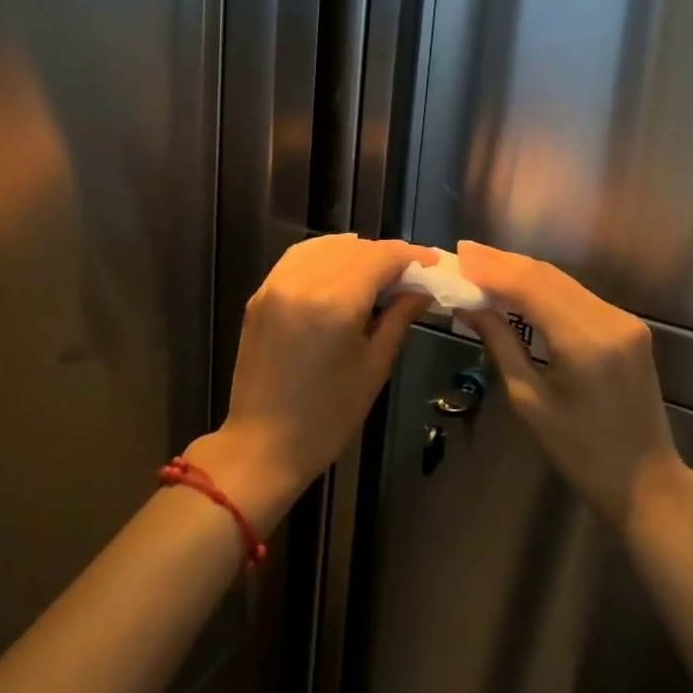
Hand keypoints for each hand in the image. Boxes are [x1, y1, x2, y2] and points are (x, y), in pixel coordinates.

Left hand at [187, 235, 436, 532]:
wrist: (264, 445)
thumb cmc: (328, 416)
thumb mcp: (374, 366)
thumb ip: (399, 318)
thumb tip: (422, 290)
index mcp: (335, 303)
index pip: (380, 258)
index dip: (410, 256)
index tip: (432, 263)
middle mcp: (303, 283)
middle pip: (354, 248)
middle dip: (385, 255)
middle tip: (410, 273)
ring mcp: (276, 285)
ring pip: (325, 247)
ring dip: (355, 251)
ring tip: (378, 271)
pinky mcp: (261, 295)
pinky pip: (298, 258)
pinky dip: (325, 255)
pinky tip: (342, 268)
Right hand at [457, 240, 687, 530]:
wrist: (646, 481)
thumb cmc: (580, 453)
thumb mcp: (529, 401)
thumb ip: (500, 343)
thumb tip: (467, 305)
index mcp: (585, 343)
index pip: (530, 287)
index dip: (491, 268)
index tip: (458, 256)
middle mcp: (610, 320)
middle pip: (547, 276)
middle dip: (502, 263)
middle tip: (463, 254)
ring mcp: (624, 320)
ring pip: (562, 281)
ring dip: (521, 272)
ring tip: (481, 266)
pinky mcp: (628, 326)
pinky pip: (577, 296)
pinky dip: (543, 288)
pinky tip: (516, 287)